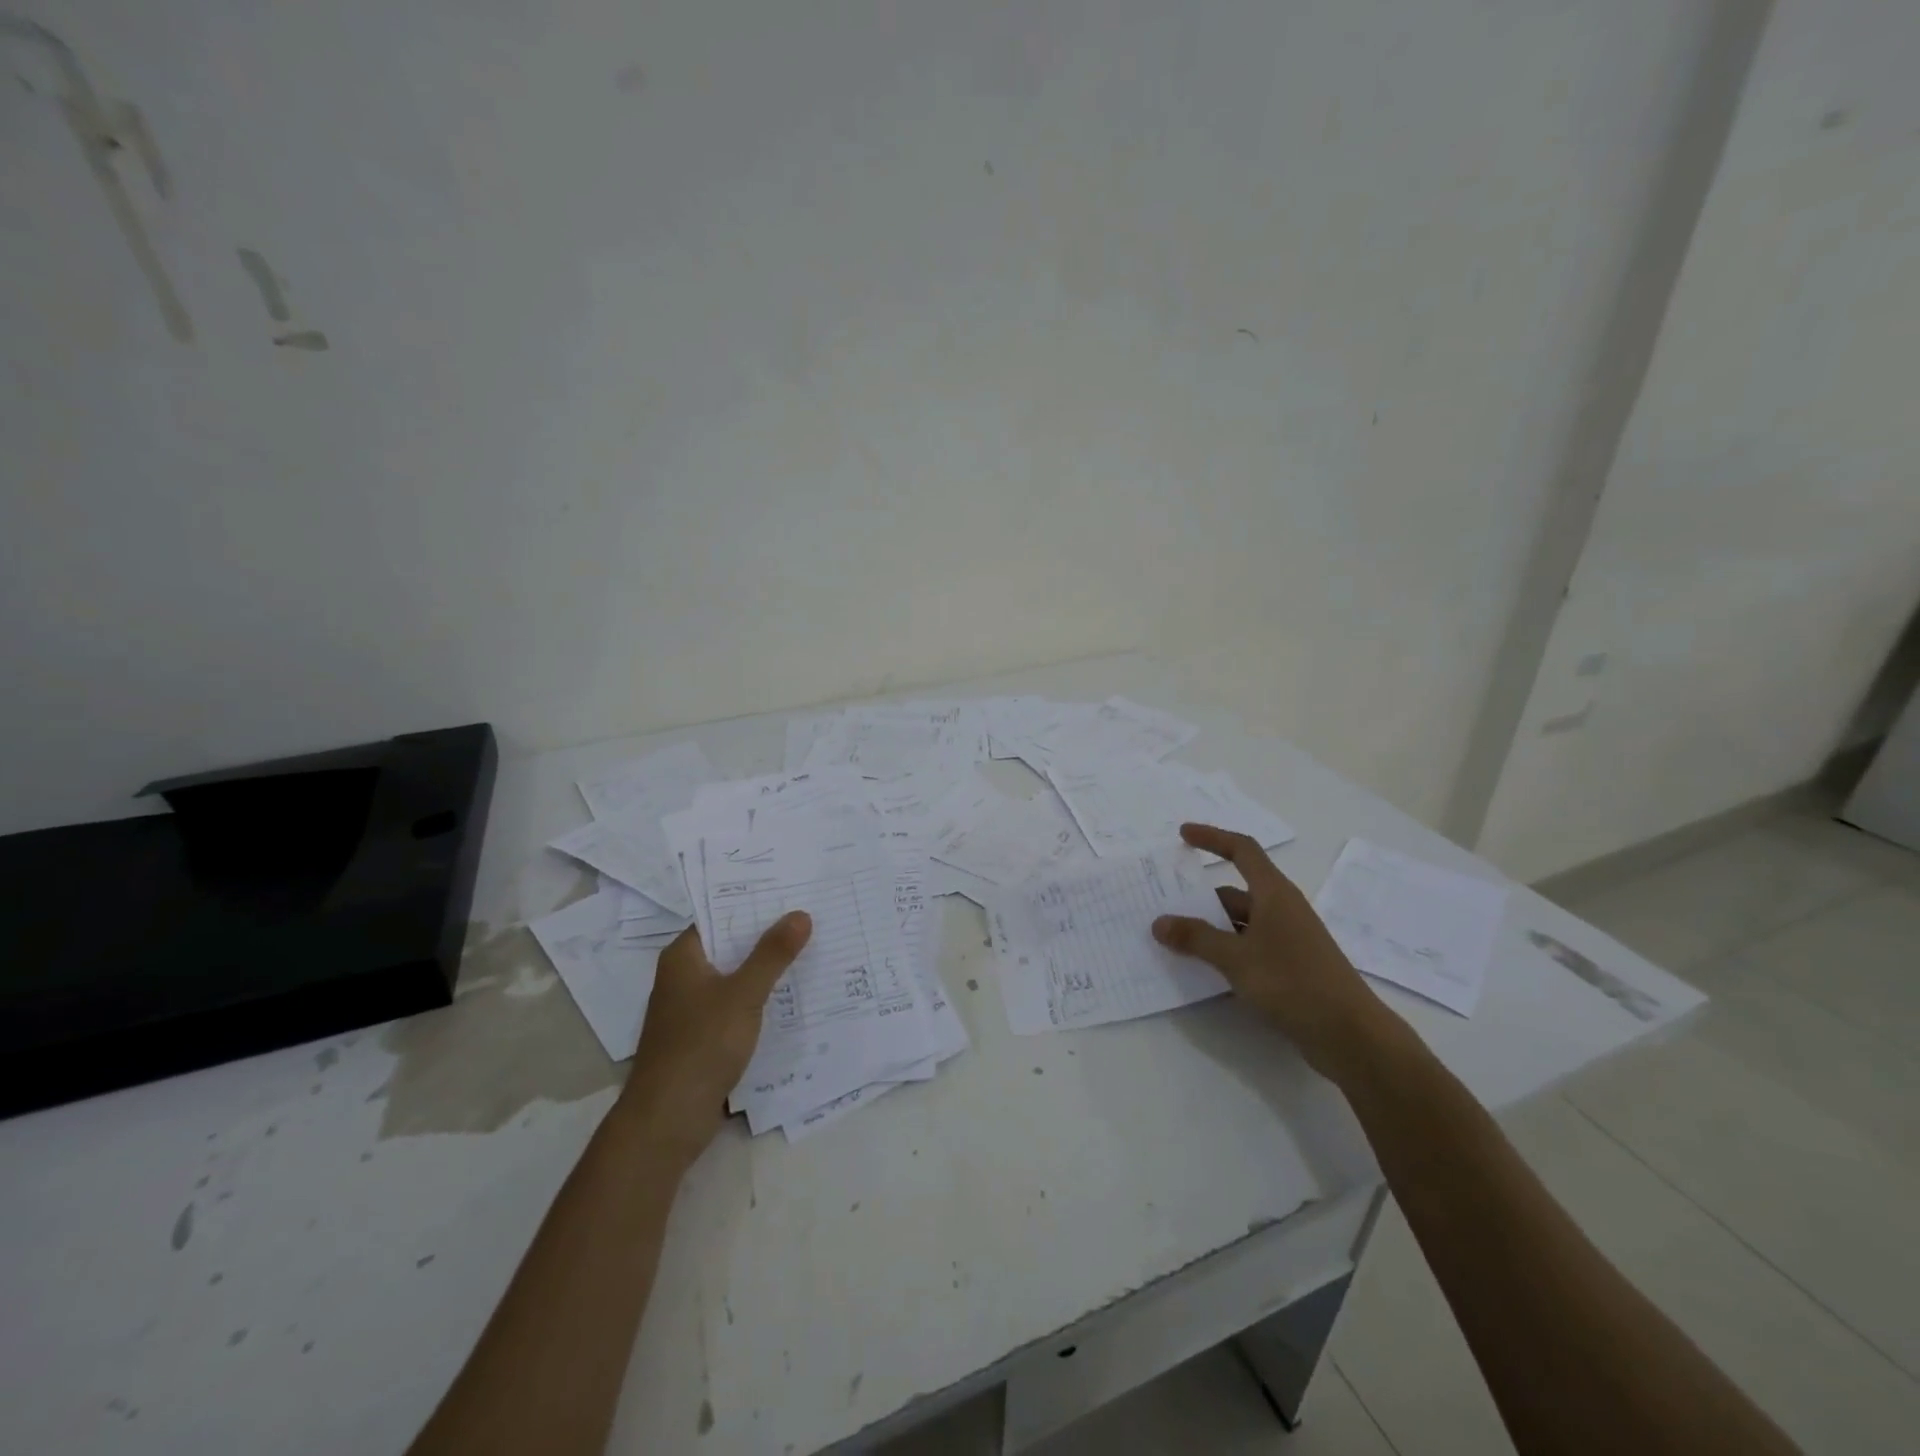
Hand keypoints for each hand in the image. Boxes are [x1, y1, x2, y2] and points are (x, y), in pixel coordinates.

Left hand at [612, 911, 811, 1166]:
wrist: (667, 1120)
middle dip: (767, 935)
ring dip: (767, 968)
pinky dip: (761, 999)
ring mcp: (692, 1009)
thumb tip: (800, 914)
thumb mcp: (743, 994)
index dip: (753, 902)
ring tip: (812, 949)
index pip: (720, 915)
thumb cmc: (700, 1045)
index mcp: (683, 957)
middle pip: (730, 945)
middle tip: (812, 917)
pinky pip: (737, 1005)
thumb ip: (772, 954)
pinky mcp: (703, 1037)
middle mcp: (683, 977)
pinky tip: (794, 997)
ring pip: (736, 976)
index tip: (791, 891)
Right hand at [1152, 824, 1386, 1082]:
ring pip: (1240, 922)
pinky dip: (1225, 950)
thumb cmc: (1293, 983)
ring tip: (1174, 939)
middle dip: (1200, 897)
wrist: (1350, 1035)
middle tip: (1163, 903)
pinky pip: (1249, 946)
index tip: (1182, 835)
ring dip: (1210, 927)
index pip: (1242, 850)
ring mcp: (1288, 939)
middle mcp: (1282, 909)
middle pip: (1235, 891)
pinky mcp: (1290, 966)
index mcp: (1274, 894)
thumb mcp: (1236, 958)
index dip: (1212, 838)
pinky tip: (1204, 969)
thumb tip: (1159, 922)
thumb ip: (1196, 938)